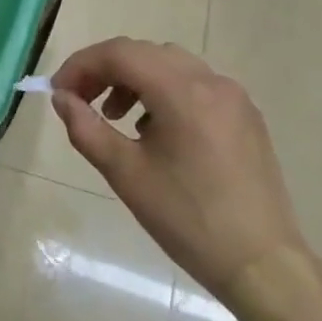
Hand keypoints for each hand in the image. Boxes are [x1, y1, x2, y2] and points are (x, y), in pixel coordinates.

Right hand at [51, 38, 309, 306]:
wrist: (263, 267)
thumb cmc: (188, 220)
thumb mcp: (125, 174)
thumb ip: (86, 128)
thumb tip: (62, 98)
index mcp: (182, 91)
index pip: (119, 54)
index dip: (81, 66)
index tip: (58, 91)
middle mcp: (211, 81)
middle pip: (144, 53)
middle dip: (105, 70)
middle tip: (79, 100)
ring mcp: (233, 97)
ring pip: (170, 65)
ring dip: (134, 79)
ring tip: (114, 116)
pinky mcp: (245, 116)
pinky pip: (194, 85)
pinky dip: (163, 92)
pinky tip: (153, 130)